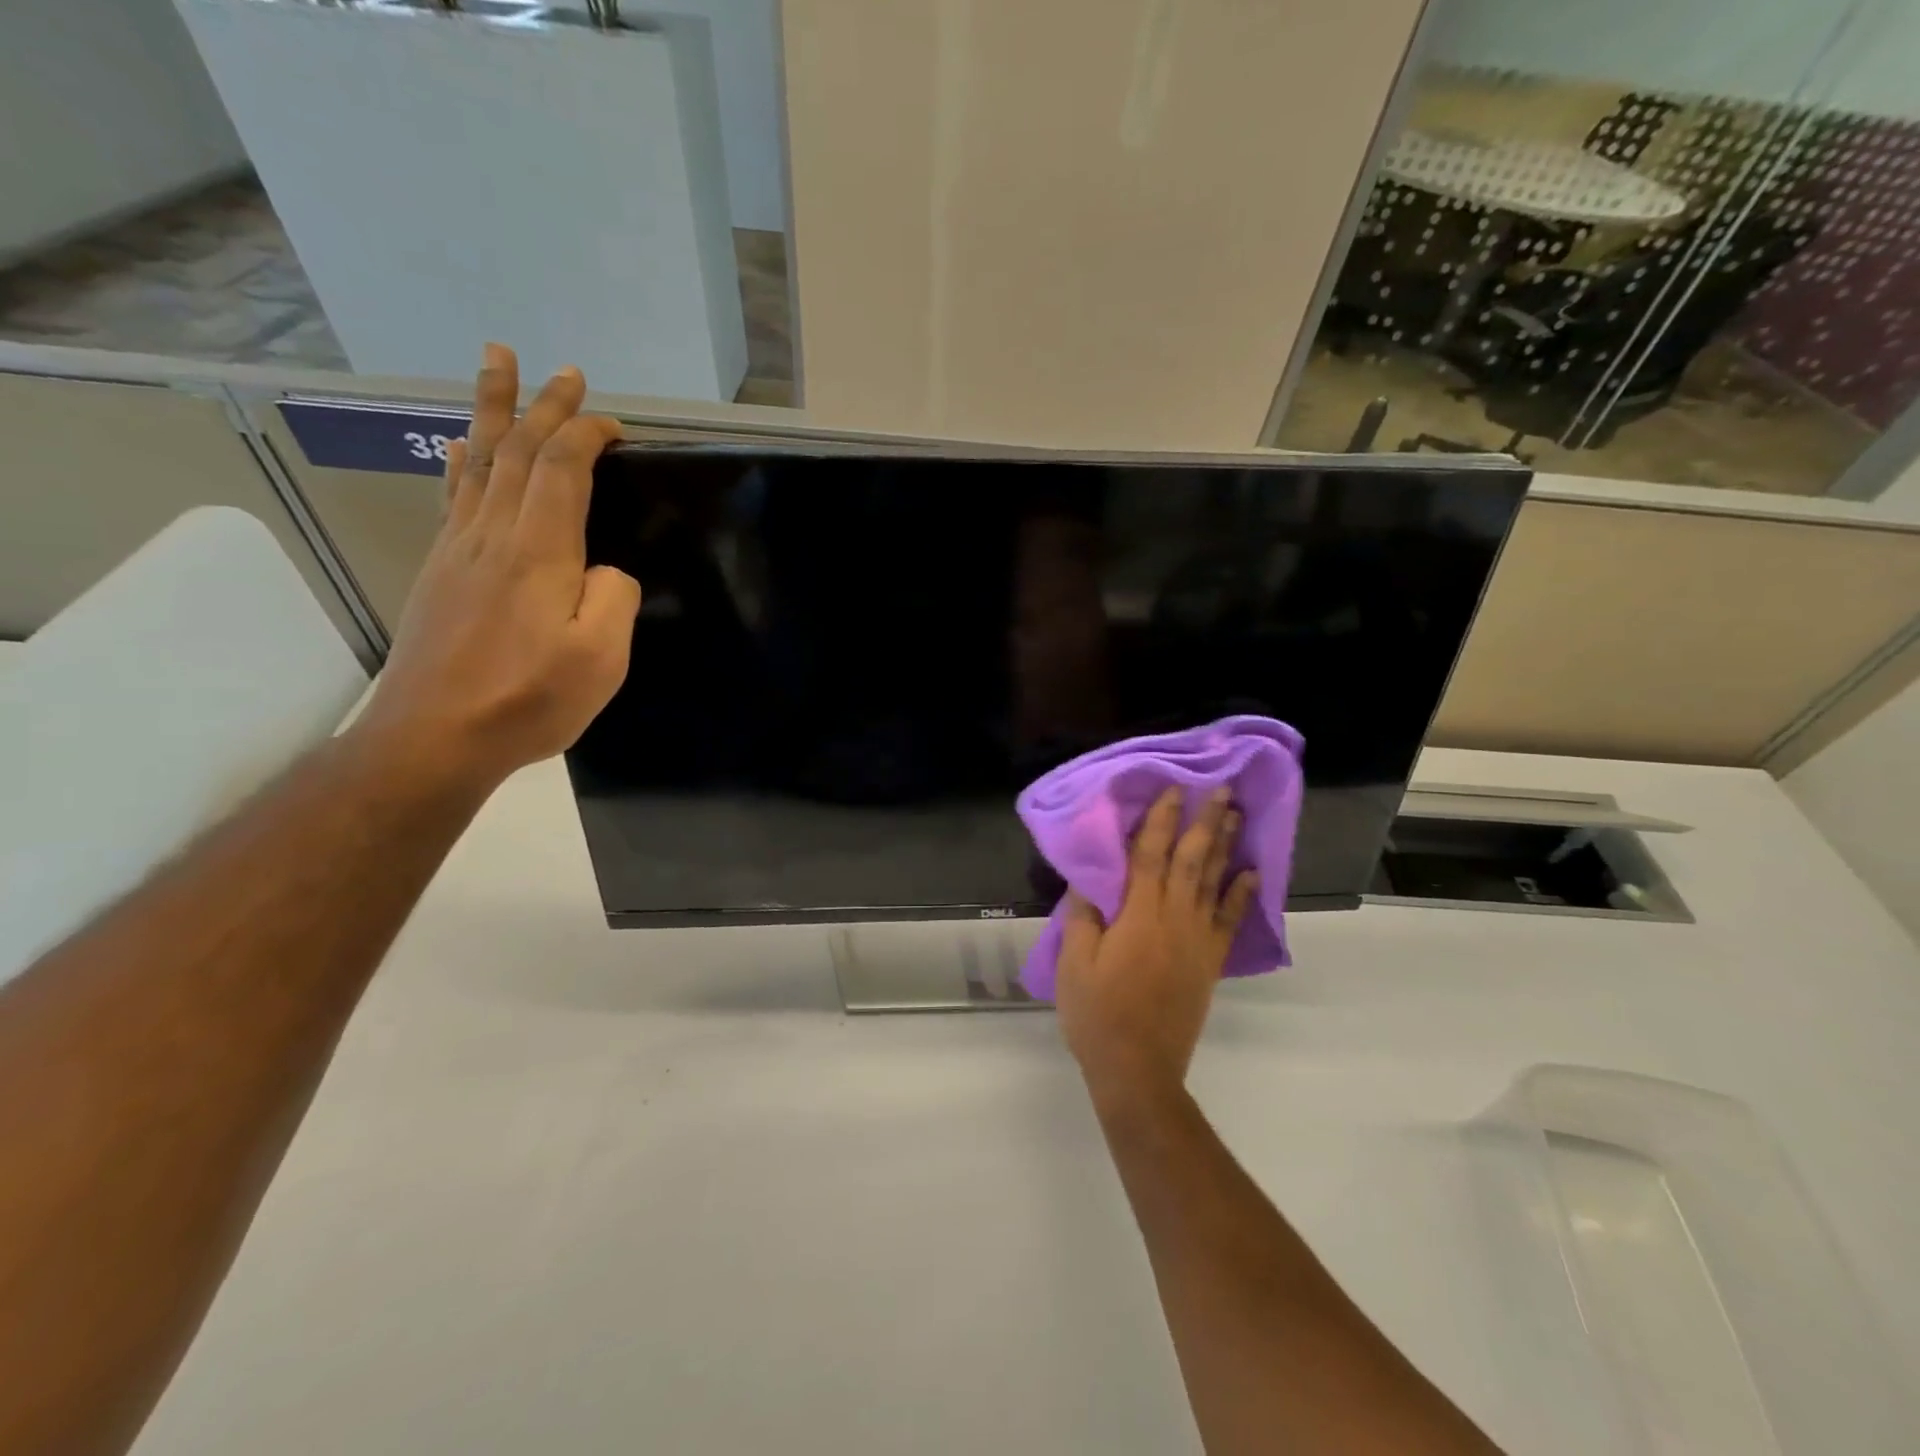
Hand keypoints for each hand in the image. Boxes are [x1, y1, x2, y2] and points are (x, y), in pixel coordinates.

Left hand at [351, 344, 638, 797]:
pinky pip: (453, 497)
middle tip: (562, 370)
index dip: (586, 435)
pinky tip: (461, 447)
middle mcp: (493, 536)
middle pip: (517, 451)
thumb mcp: (600, 658)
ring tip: (497, 367)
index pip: (562, 469)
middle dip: (543, 406)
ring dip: (493, 412)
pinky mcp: (440, 572)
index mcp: (539, 552)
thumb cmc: (528, 700)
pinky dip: (461, 462)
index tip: (615, 426)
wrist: (434, 736)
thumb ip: (614, 599)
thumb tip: (604, 570)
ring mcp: (458, 551)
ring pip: (479, 463)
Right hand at [1055, 786, 1257, 1109]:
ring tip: (1235, 816)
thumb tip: (1089, 878)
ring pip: (1213, 883)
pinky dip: (1241, 894)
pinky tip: (1251, 873)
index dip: (1161, 820)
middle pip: (1191, 861)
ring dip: (1225, 847)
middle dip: (1204, 822)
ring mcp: (1198, 941)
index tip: (1173, 790)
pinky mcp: (1209, 962)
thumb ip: (1083, 917)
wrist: (1138, 1069)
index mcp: (1138, 915)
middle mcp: (1174, 919)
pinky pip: (1230, 921)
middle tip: (1220, 789)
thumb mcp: (1074, 964)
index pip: (1150, 856)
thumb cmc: (1098, 1014)